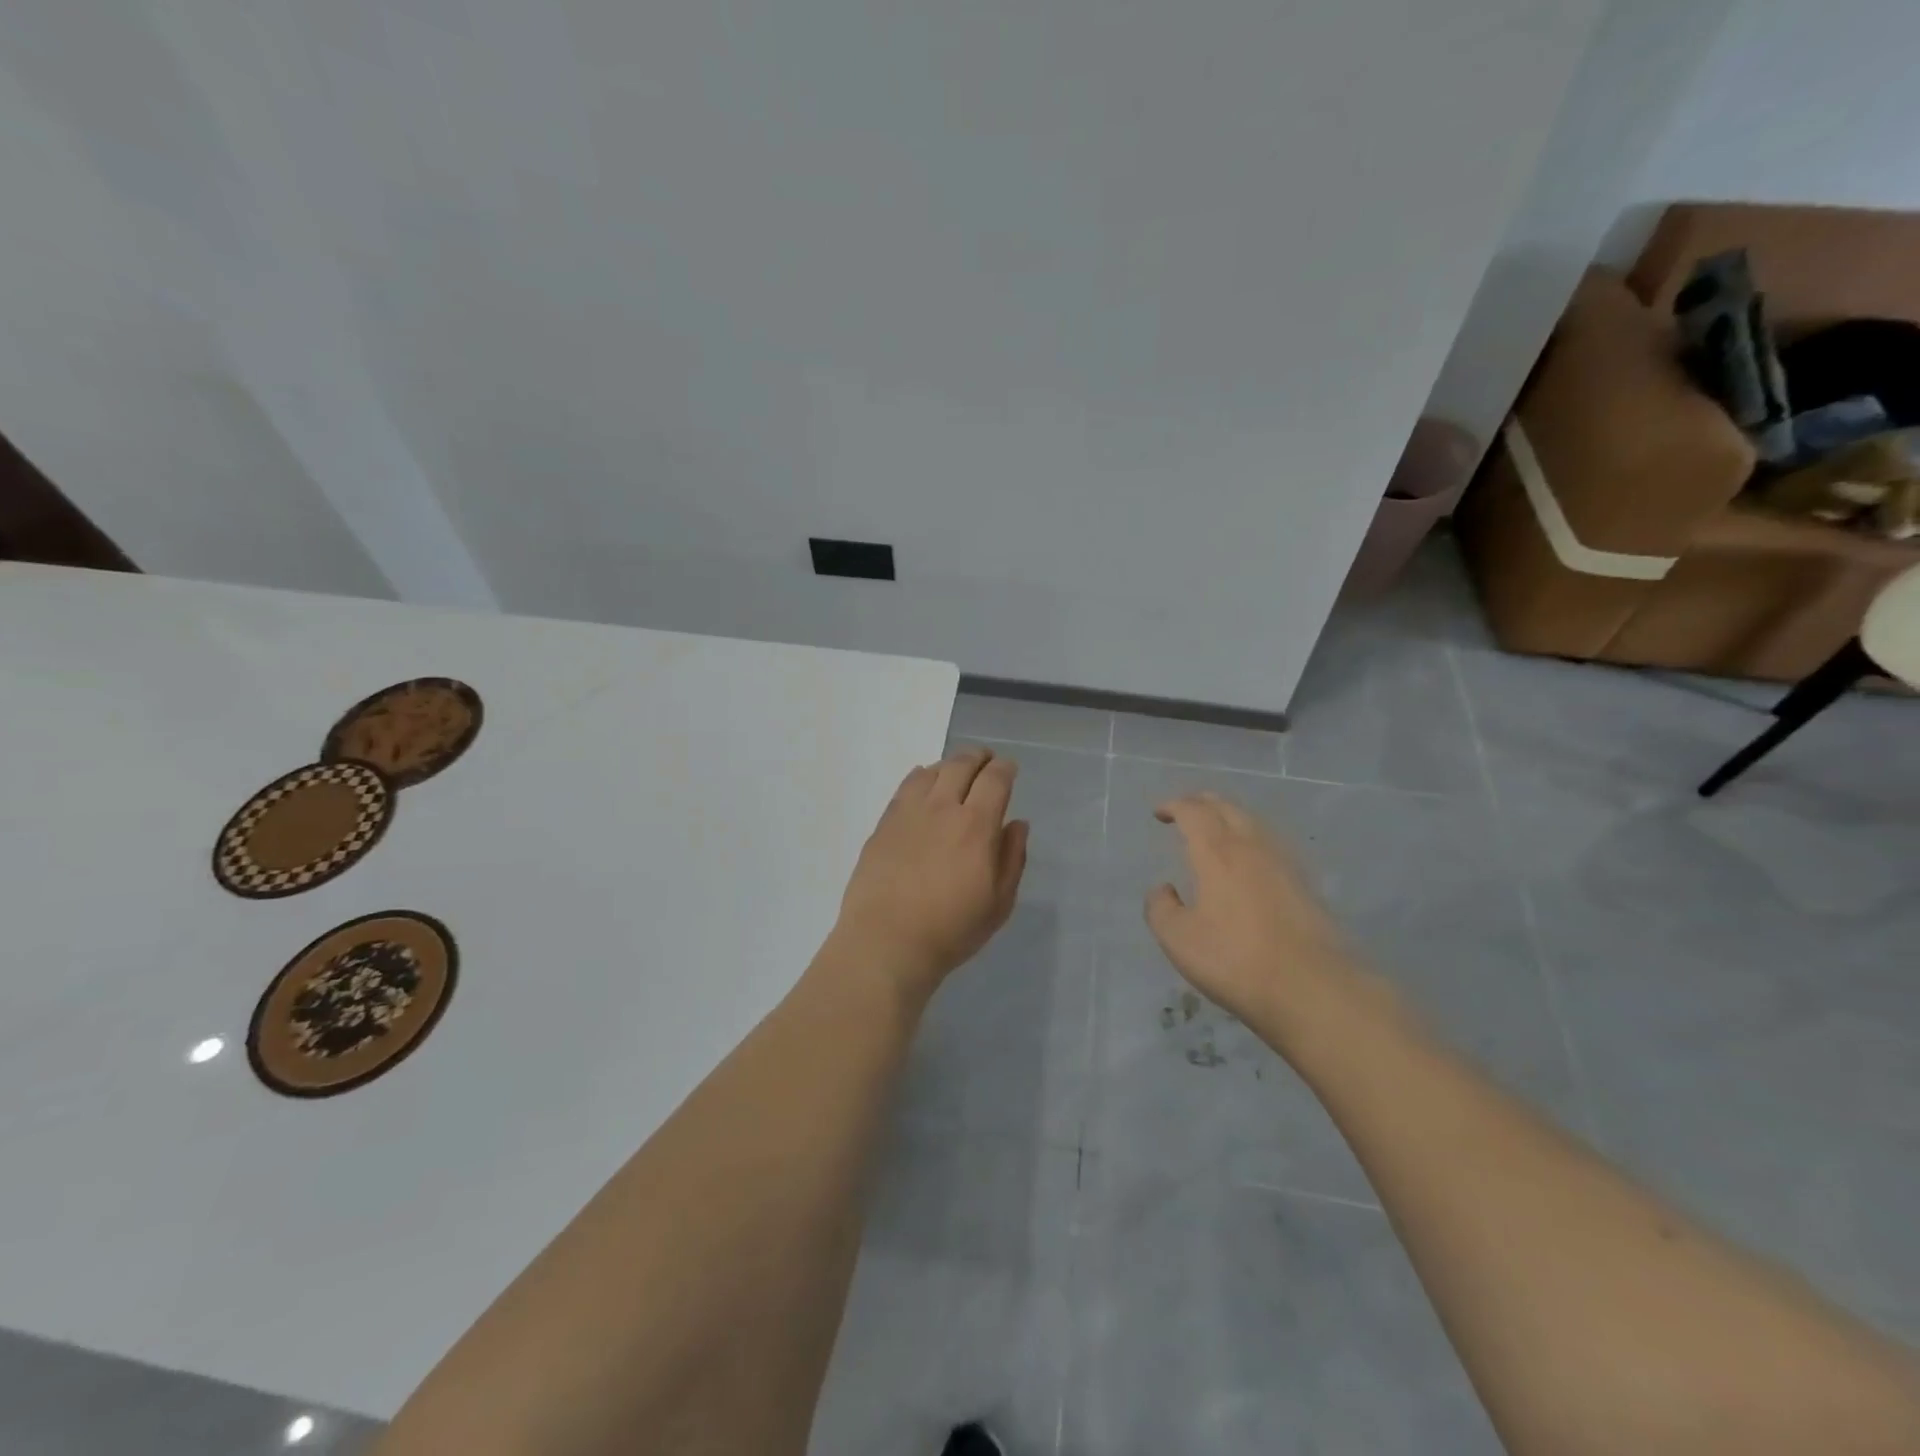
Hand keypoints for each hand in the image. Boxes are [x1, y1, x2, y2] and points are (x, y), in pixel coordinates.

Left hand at [832, 747, 1028, 1001]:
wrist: (886, 942)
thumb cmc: (951, 930)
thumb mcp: (998, 903)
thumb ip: (1012, 858)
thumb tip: (1017, 824)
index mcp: (975, 825)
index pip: (994, 779)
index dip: (1005, 768)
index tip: (1009, 768)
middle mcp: (942, 808)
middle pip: (961, 764)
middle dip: (978, 757)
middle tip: (986, 759)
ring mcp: (908, 813)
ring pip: (931, 771)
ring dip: (949, 764)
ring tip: (956, 771)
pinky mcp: (884, 823)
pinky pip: (905, 787)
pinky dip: (921, 777)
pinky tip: (923, 784)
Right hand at [1144, 792, 1356, 1023]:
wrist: (1314, 989)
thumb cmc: (1236, 960)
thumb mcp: (1179, 939)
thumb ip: (1160, 908)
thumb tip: (1163, 889)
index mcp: (1217, 852)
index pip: (1194, 811)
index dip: (1173, 805)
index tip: (1159, 813)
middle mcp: (1252, 847)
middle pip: (1227, 807)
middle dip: (1202, 802)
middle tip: (1184, 810)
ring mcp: (1283, 863)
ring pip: (1253, 822)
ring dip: (1228, 816)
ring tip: (1214, 830)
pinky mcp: (1304, 884)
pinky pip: (1270, 843)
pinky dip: (1250, 838)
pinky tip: (1248, 860)